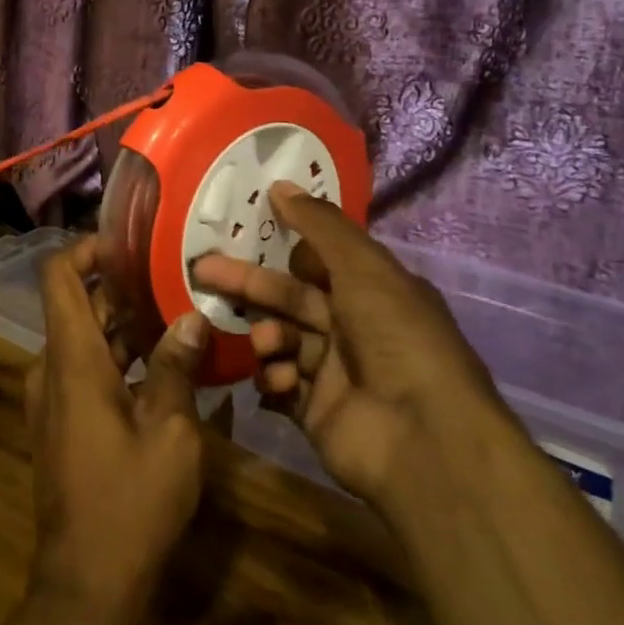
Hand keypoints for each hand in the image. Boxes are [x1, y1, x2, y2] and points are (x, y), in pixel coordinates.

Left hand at [26, 238, 209, 618]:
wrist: (86, 581)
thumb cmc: (130, 502)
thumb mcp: (170, 433)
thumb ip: (176, 368)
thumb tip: (192, 317)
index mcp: (71, 358)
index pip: (59, 276)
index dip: (86, 248)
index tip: (128, 241)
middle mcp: (52, 367)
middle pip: (77, 304)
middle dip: (120, 286)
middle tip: (173, 274)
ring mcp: (52, 395)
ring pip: (84, 338)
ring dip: (123, 323)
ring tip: (178, 309)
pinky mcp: (61, 420)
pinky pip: (84, 368)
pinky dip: (117, 356)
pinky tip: (164, 361)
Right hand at [191, 183, 504, 504]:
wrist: (422, 440)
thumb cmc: (396, 339)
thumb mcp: (363, 268)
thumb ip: (319, 226)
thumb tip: (279, 184)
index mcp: (373, 291)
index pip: (318, 261)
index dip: (281, 247)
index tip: (240, 232)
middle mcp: (354, 328)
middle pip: (289, 298)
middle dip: (248, 284)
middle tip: (202, 271)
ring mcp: (334, 372)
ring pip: (280, 339)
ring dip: (266, 336)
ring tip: (265, 344)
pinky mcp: (315, 411)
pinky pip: (279, 384)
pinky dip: (272, 378)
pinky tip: (277, 381)